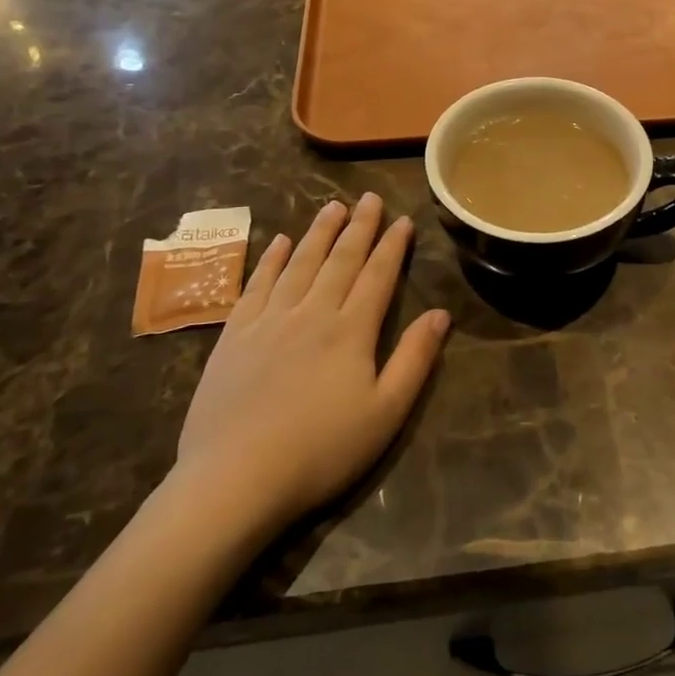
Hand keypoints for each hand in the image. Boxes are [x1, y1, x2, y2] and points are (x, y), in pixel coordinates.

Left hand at [173, 195, 449, 529]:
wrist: (235, 478)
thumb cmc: (321, 450)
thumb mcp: (386, 413)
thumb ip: (414, 359)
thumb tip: (440, 313)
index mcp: (351, 331)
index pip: (377, 276)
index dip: (392, 246)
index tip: (402, 220)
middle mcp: (311, 312)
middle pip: (340, 260)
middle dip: (359, 227)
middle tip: (369, 197)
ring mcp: (268, 320)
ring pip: (299, 263)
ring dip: (318, 233)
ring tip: (332, 207)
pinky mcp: (234, 335)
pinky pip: (256, 285)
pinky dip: (269, 260)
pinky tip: (277, 242)